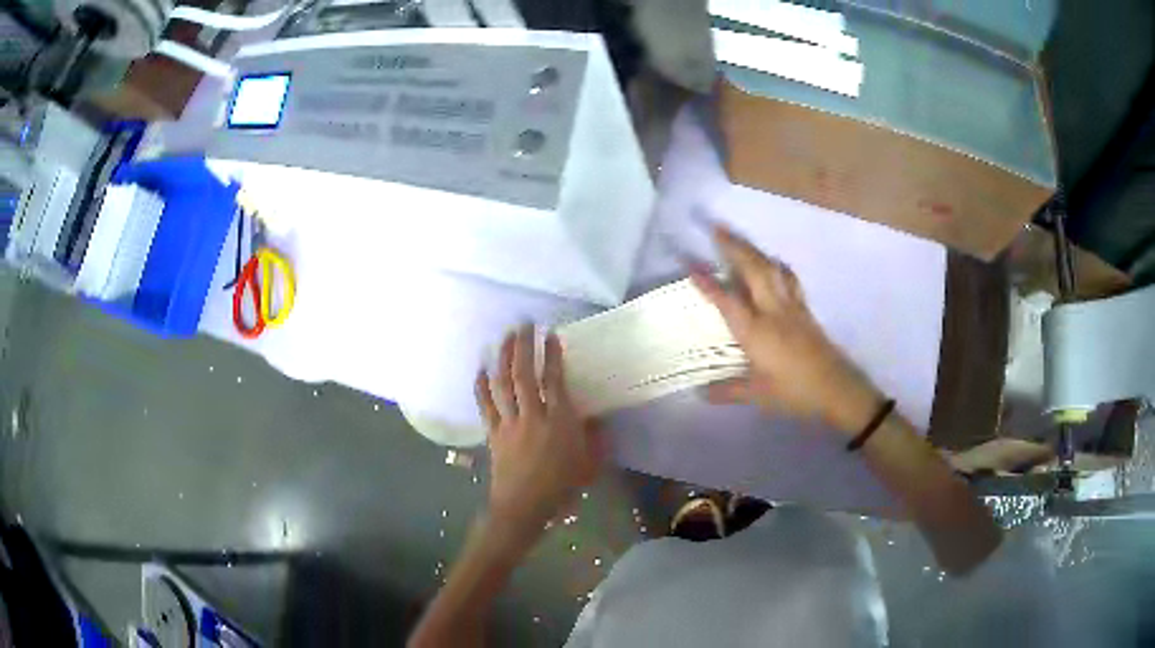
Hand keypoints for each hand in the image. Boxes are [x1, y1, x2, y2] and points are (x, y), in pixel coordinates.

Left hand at [475, 325, 605, 536]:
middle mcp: (532, 416)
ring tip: (505, 337)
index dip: (552, 355)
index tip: (551, 335)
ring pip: (504, 384)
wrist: (525, 507)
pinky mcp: (494, 433)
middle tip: (524, 324)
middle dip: (523, 346)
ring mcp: (509, 424)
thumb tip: (597, 418)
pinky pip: (486, 406)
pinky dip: (482, 386)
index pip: (554, 380)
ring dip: (503, 358)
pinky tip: (481, 369)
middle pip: (524, 375)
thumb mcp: (590, 464)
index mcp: (559, 422)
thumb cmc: (561, 487)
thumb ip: (596, 439)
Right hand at [690, 226, 883, 434]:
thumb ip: (728, 391)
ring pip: (772, 269)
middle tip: (717, 228)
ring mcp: (792, 308)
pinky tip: (773, 264)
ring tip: (740, 239)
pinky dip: (776, 266)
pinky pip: (788, 279)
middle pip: (753, 270)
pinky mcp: (805, 310)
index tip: (690, 262)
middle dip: (734, 247)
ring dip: (754, 250)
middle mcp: (773, 311)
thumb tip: (699, 393)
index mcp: (757, 331)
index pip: (727, 300)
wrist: (837, 389)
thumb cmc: (796, 392)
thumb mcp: (758, 395)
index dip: (708, 282)